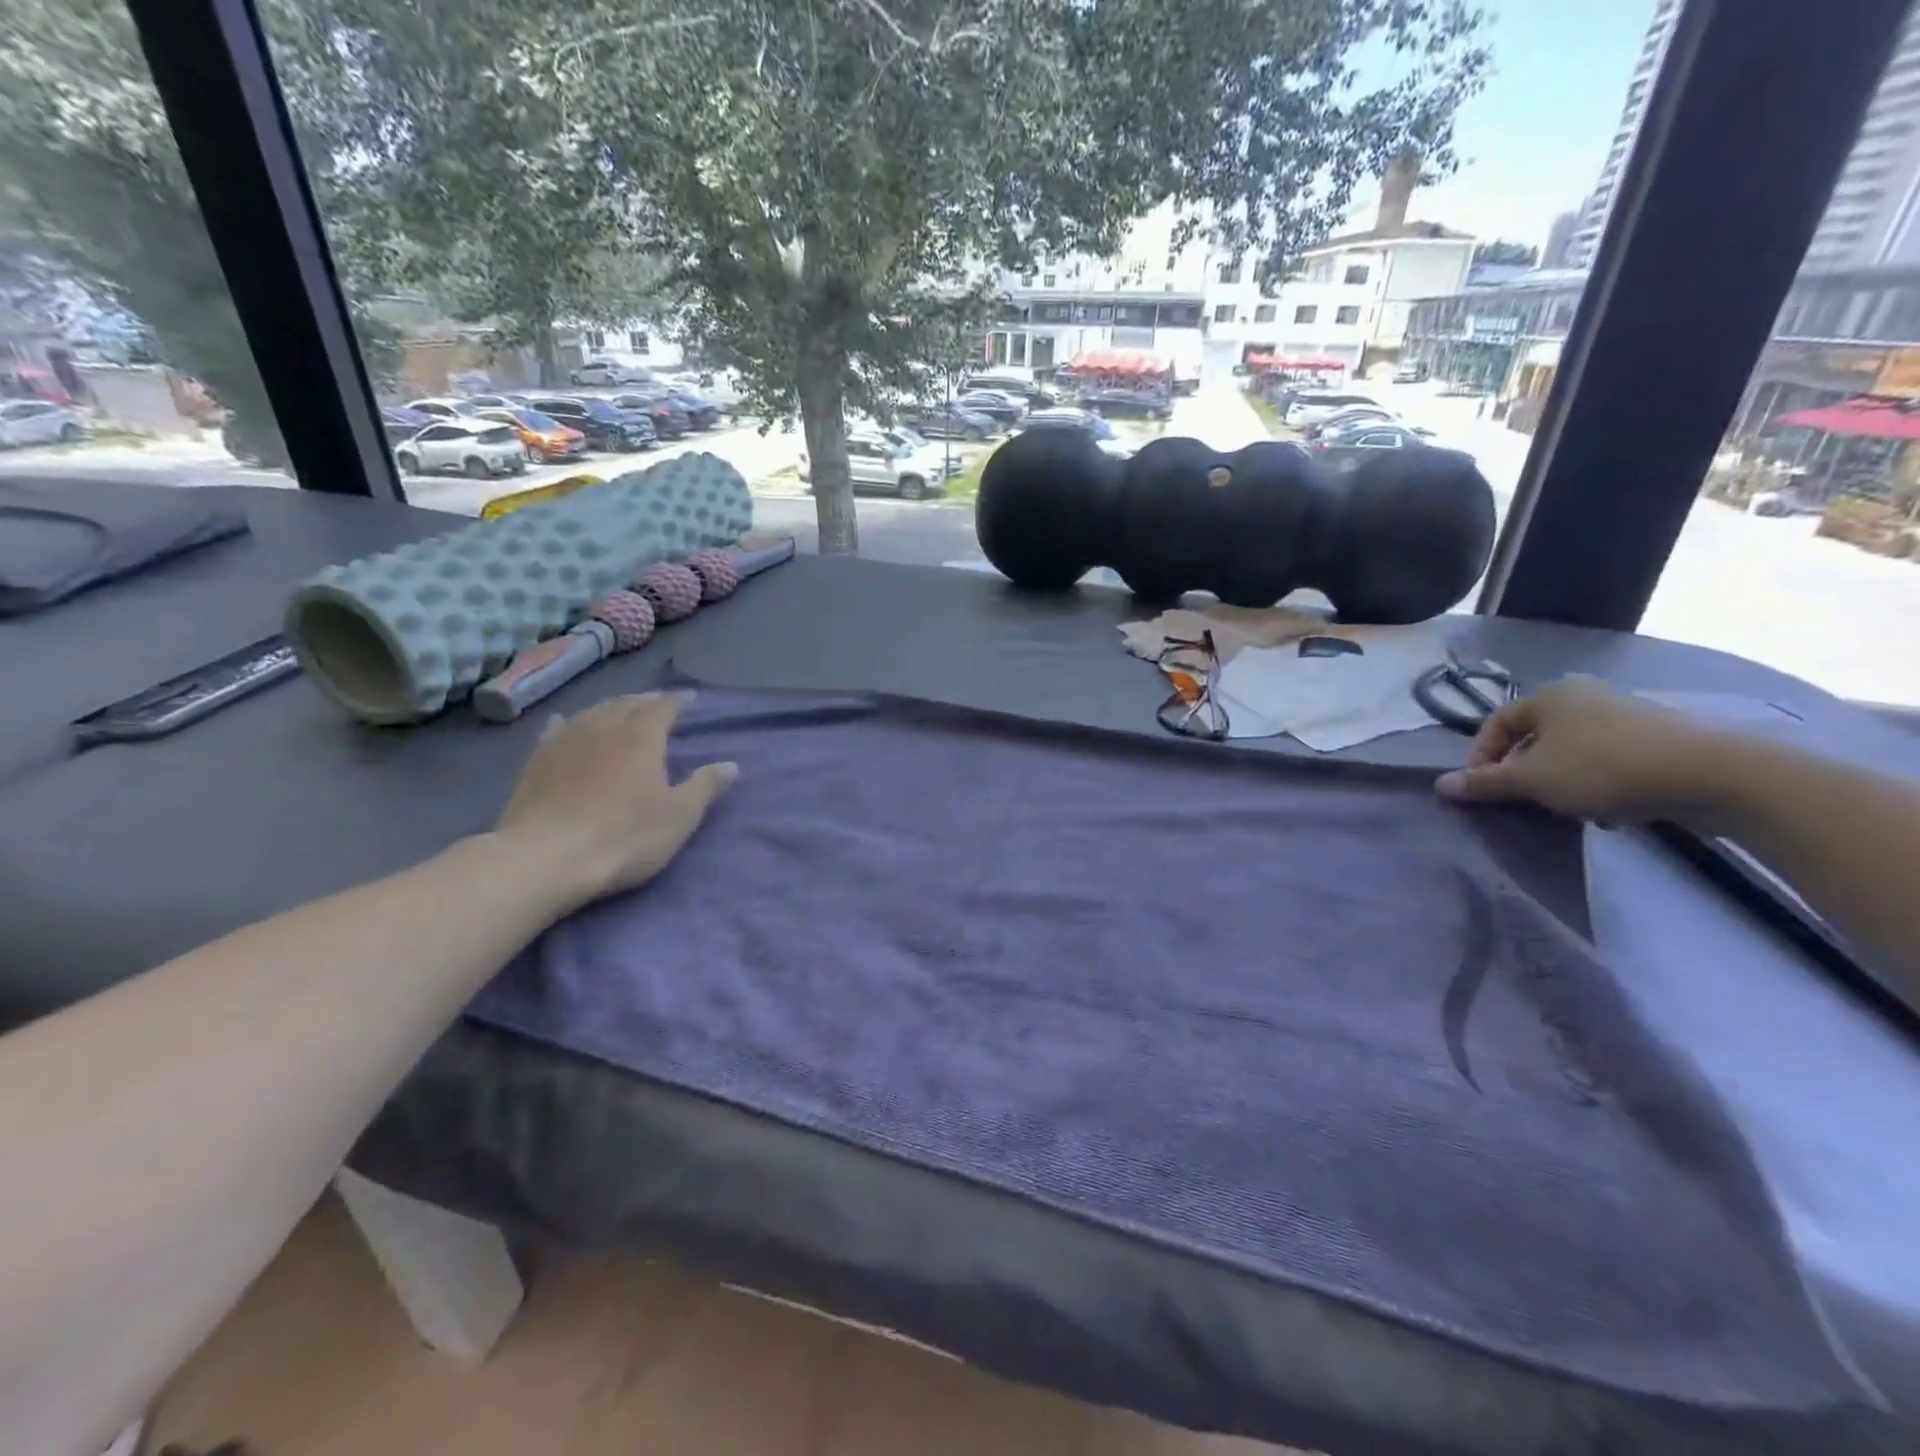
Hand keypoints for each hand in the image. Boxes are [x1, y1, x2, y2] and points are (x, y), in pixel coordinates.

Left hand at [494, 691, 736, 910]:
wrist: (545, 859)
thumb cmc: (624, 836)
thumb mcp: (679, 816)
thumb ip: (705, 786)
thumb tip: (731, 765)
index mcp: (641, 738)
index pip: (663, 707)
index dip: (677, 701)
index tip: (689, 699)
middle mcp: (603, 729)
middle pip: (626, 704)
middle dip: (645, 701)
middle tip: (658, 703)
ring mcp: (564, 743)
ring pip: (591, 712)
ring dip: (610, 707)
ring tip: (620, 710)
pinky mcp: (536, 762)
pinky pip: (557, 730)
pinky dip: (570, 722)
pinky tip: (567, 722)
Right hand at [1434, 676, 1717, 823]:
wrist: (1711, 775)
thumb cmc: (1603, 768)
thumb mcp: (1532, 780)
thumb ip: (1484, 783)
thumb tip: (1441, 786)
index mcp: (1549, 694)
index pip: (1496, 724)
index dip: (1481, 758)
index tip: (1482, 789)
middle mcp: (1584, 694)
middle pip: (1535, 737)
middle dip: (1524, 771)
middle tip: (1523, 800)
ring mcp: (1626, 713)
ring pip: (1572, 750)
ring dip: (1560, 780)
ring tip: (1566, 809)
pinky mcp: (1659, 737)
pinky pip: (1608, 759)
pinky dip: (1598, 782)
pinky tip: (1608, 809)